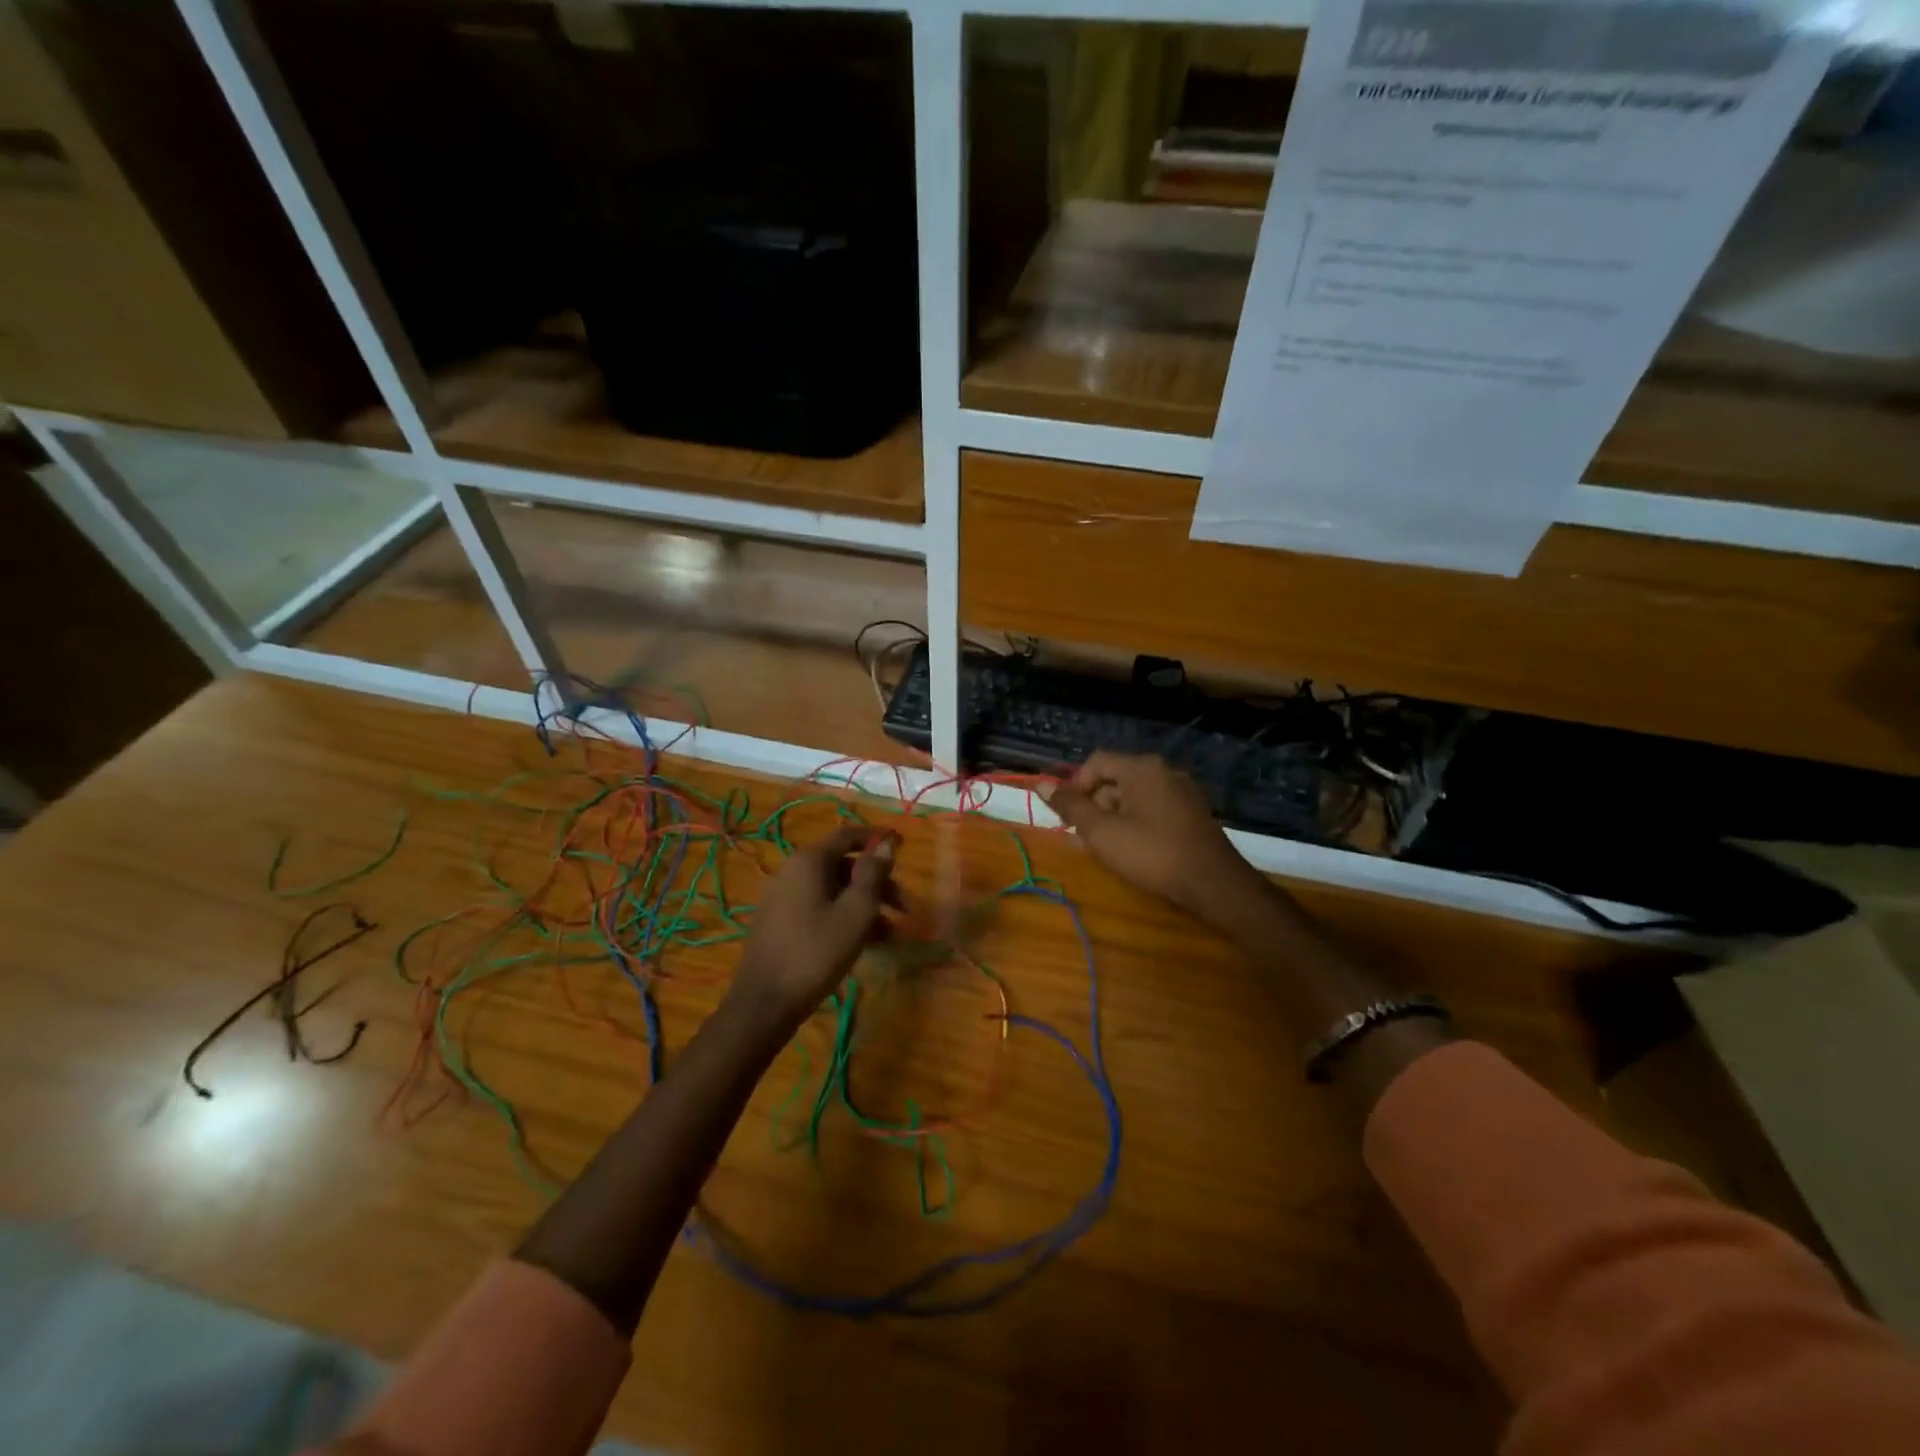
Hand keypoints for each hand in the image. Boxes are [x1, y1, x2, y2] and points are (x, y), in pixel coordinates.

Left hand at [727, 824, 900, 1027]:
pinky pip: (820, 908)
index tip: (903, 846)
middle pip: (844, 865)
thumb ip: (873, 874)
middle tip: (905, 909)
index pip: (847, 834)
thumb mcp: (855, 913)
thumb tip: (886, 842)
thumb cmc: (815, 953)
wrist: (764, 1004)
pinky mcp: (780, 922)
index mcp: (809, 861)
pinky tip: (864, 944)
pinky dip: (844, 917)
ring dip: (865, 905)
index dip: (876, 838)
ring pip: (834, 890)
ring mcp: (783, 897)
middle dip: (877, 883)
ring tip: (890, 935)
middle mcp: (793, 871)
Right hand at [1042, 752, 1264, 924]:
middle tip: (1084, 837)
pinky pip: (1152, 809)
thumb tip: (1042, 784)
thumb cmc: (1152, 853)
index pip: (1096, 762)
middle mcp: (1163, 771)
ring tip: (1103, 848)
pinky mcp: (1192, 813)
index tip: (1066, 816)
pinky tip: (1130, 850)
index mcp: (1142, 768)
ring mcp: (1182, 792)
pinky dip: (1134, 823)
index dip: (1074, 786)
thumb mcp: (1102, 832)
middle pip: (1114, 779)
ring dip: (1112, 818)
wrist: (1213, 884)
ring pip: (1133, 796)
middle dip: (1093, 805)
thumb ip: (1070, 807)